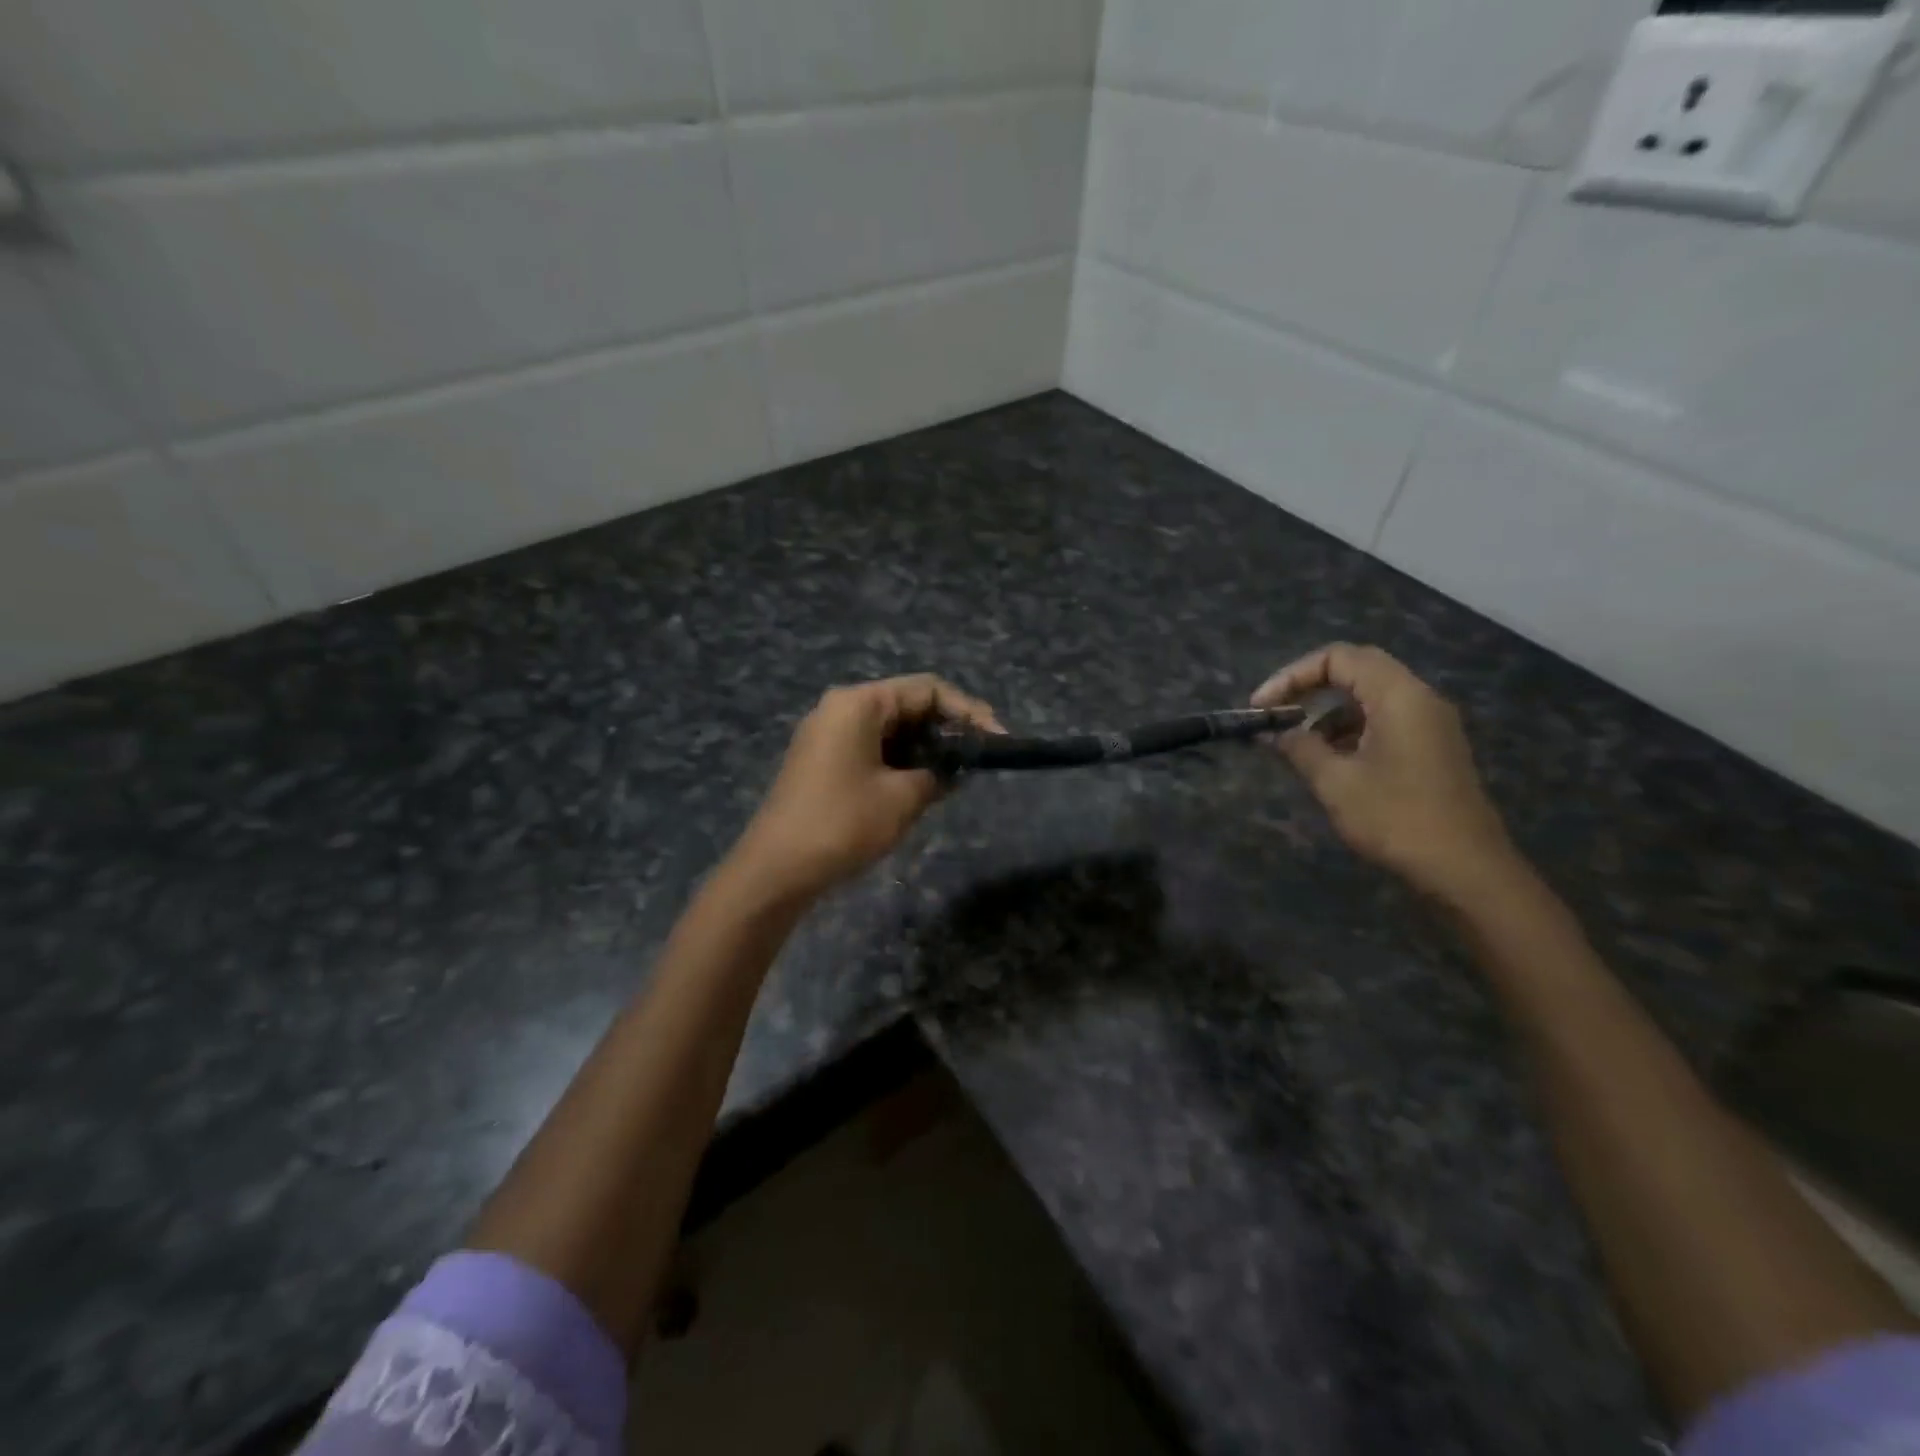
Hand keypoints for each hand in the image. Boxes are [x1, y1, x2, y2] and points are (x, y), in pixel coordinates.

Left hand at [732, 675, 1001, 902]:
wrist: (776, 870)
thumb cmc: (842, 824)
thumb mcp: (903, 798)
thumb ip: (938, 774)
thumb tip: (953, 771)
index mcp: (859, 703)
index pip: (927, 689)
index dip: (968, 710)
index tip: (997, 739)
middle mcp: (841, 708)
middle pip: (908, 704)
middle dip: (947, 729)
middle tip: (979, 759)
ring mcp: (828, 734)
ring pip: (892, 728)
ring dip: (925, 748)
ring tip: (956, 776)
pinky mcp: (823, 760)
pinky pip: (873, 747)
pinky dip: (901, 760)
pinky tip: (923, 785)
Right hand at [1253, 644, 1518, 902]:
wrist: (1466, 870)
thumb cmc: (1397, 818)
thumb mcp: (1335, 782)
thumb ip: (1299, 748)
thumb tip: (1273, 733)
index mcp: (1398, 696)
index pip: (1339, 658)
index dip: (1292, 674)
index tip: (1262, 706)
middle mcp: (1419, 699)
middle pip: (1357, 669)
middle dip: (1309, 686)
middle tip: (1276, 712)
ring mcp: (1430, 724)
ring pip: (1370, 697)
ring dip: (1328, 712)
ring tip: (1297, 745)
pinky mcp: (1432, 749)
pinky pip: (1384, 721)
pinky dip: (1350, 730)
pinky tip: (1329, 762)